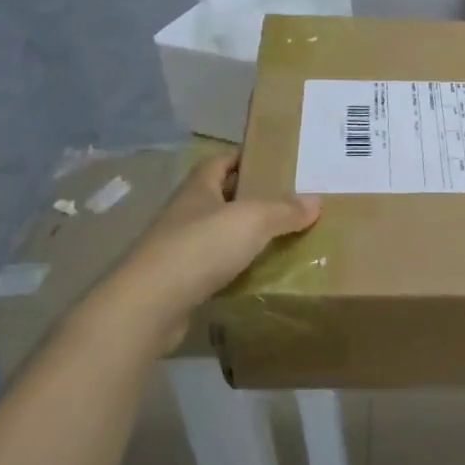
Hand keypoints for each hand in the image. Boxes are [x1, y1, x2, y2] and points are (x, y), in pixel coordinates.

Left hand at [91, 155, 319, 349]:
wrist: (149, 306)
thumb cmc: (200, 247)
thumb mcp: (251, 220)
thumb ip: (284, 210)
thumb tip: (315, 201)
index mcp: (198, 187)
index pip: (221, 162)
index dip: (245, 159)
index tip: (274, 164)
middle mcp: (184, 212)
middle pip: (220, 197)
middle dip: (249, 198)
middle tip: (287, 205)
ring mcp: (177, 248)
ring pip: (216, 234)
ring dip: (241, 236)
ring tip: (278, 241)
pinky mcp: (177, 282)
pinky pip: (212, 267)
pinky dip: (232, 269)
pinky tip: (254, 276)